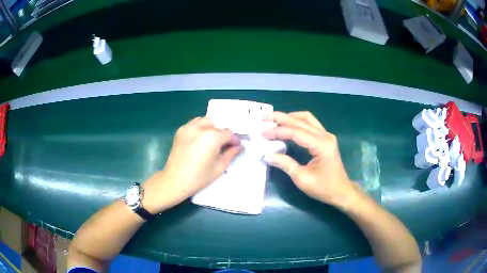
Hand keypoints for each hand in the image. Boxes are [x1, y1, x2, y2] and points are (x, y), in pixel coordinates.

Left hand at [142, 117, 241, 212]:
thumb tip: (239, 146)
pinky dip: (200, 129)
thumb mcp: (219, 168)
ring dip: (211, 128)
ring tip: (210, 142)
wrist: (175, 181)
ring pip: (205, 121)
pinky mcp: (180, 131)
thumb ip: (231, 154)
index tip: (235, 148)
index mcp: (212, 137)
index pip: (228, 133)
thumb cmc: (199, 178)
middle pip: (217, 124)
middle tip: (222, 146)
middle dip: (222, 133)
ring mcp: (188, 128)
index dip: (234, 141)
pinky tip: (199, 141)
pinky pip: (194, 124)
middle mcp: (200, 128)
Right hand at [262, 111, 356, 207]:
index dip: (277, 131)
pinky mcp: (326, 138)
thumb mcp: (301, 178)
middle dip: (281, 118)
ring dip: (290, 117)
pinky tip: (288, 125)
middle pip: (300, 121)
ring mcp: (327, 135)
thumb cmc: (323, 188)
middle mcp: (325, 135)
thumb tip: (267, 155)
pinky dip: (297, 122)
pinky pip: (311, 124)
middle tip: (264, 118)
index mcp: (320, 145)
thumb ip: (285, 164)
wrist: (341, 191)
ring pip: (306, 118)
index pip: (295, 132)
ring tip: (274, 120)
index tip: (262, 134)